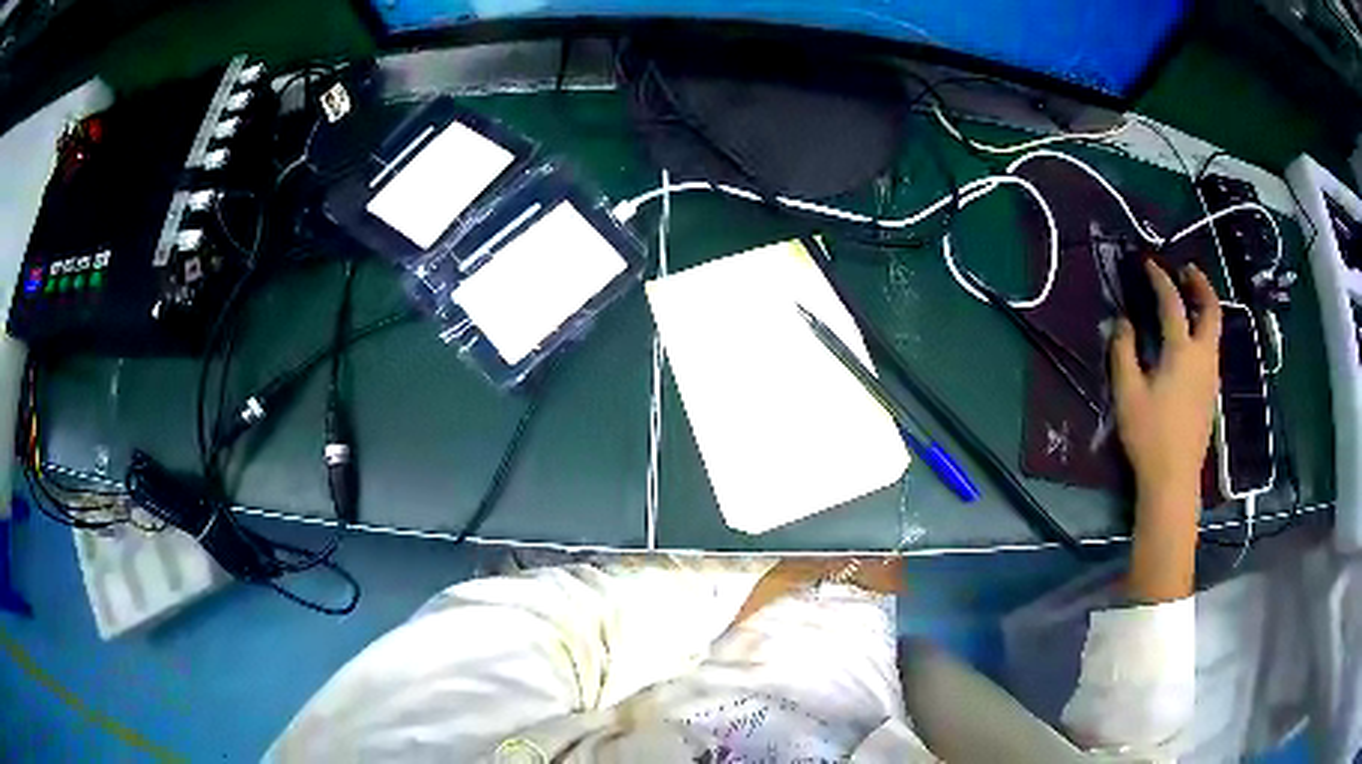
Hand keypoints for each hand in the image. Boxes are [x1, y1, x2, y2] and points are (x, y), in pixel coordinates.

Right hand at [1110, 261, 1222, 508]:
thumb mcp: (1128, 393)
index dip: (1160, 279)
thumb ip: (1123, 352)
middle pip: (1211, 310)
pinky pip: (1212, 349)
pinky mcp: (1211, 393)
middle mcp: (1203, 357)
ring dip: (1204, 307)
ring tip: (1189, 299)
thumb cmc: (1149, 435)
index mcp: (1182, 352)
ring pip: (1215, 330)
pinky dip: (1204, 330)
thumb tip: (1122, 322)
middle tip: (1187, 270)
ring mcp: (1211, 376)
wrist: (1174, 479)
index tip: (1149, 263)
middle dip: (1201, 285)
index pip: (1172, 304)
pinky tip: (1191, 340)